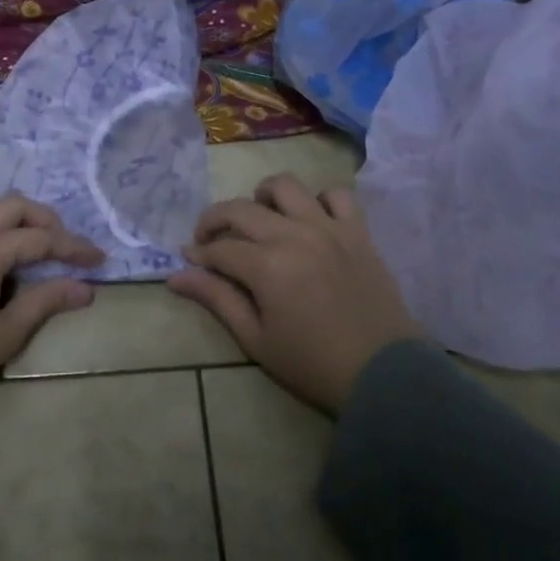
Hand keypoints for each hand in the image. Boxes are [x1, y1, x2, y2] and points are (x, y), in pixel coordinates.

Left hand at [0, 193, 103, 427]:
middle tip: (65, 244)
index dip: (73, 247)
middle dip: (45, 220)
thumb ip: (46, 301)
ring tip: (29, 235)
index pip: (40, 239)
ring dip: (11, 211)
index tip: (99, 259)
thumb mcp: (7, 332)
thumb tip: (86, 288)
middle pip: (12, 207)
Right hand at [168, 175, 416, 414]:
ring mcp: (329, 228)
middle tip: (209, 240)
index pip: (219, 248)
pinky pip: (336, 195)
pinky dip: (318, 200)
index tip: (190, 260)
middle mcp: (294, 236)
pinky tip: (309, 220)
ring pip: (286, 186)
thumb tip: (175, 275)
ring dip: (263, 196)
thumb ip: (217, 299)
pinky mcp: (358, 232)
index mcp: (267, 266)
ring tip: (259, 219)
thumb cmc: (312, 364)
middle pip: (241, 209)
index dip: (198, 253)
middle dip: (214, 220)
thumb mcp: (256, 339)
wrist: (384, 374)